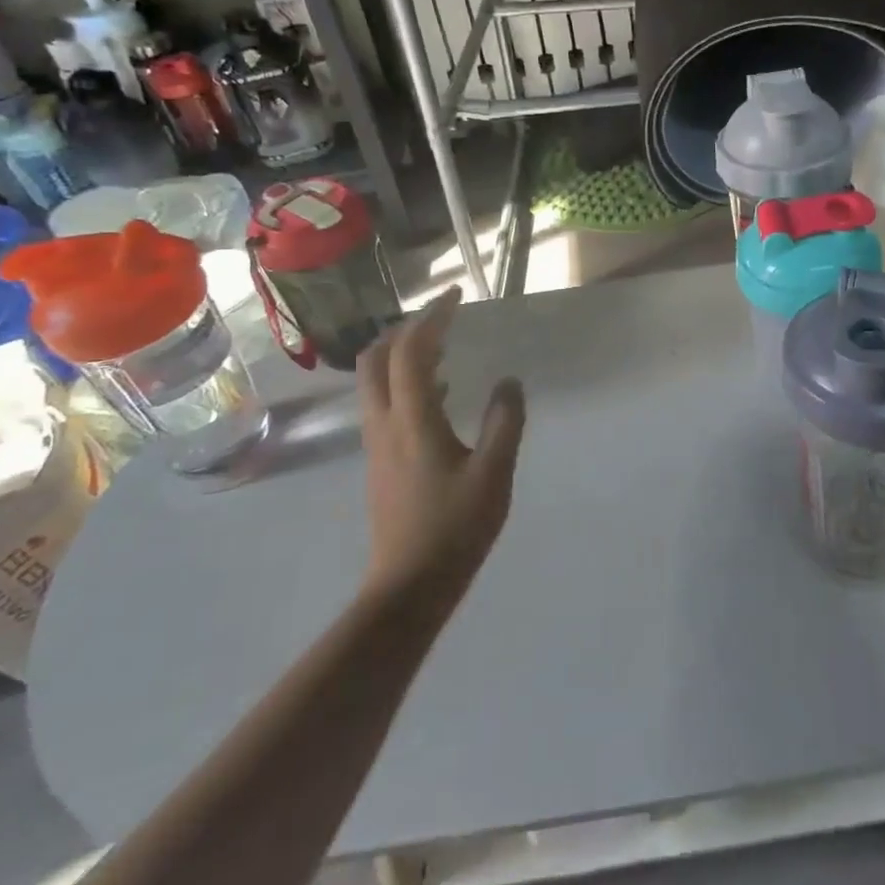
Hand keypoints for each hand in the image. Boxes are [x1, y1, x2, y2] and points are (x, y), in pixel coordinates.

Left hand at [357, 288, 525, 601]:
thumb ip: (504, 423)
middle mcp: (384, 424)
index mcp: (412, 420)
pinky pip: (384, 403)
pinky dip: (405, 382)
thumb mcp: (494, 474)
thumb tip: (509, 382)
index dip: (431, 317)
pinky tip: (440, 395)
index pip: (411, 351)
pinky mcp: (379, 462)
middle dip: (404, 329)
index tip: (455, 296)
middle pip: (376, 359)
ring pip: (375, 382)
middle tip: (441, 320)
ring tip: (443, 348)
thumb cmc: (454, 529)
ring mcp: (376, 444)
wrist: (407, 588)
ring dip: (402, 355)